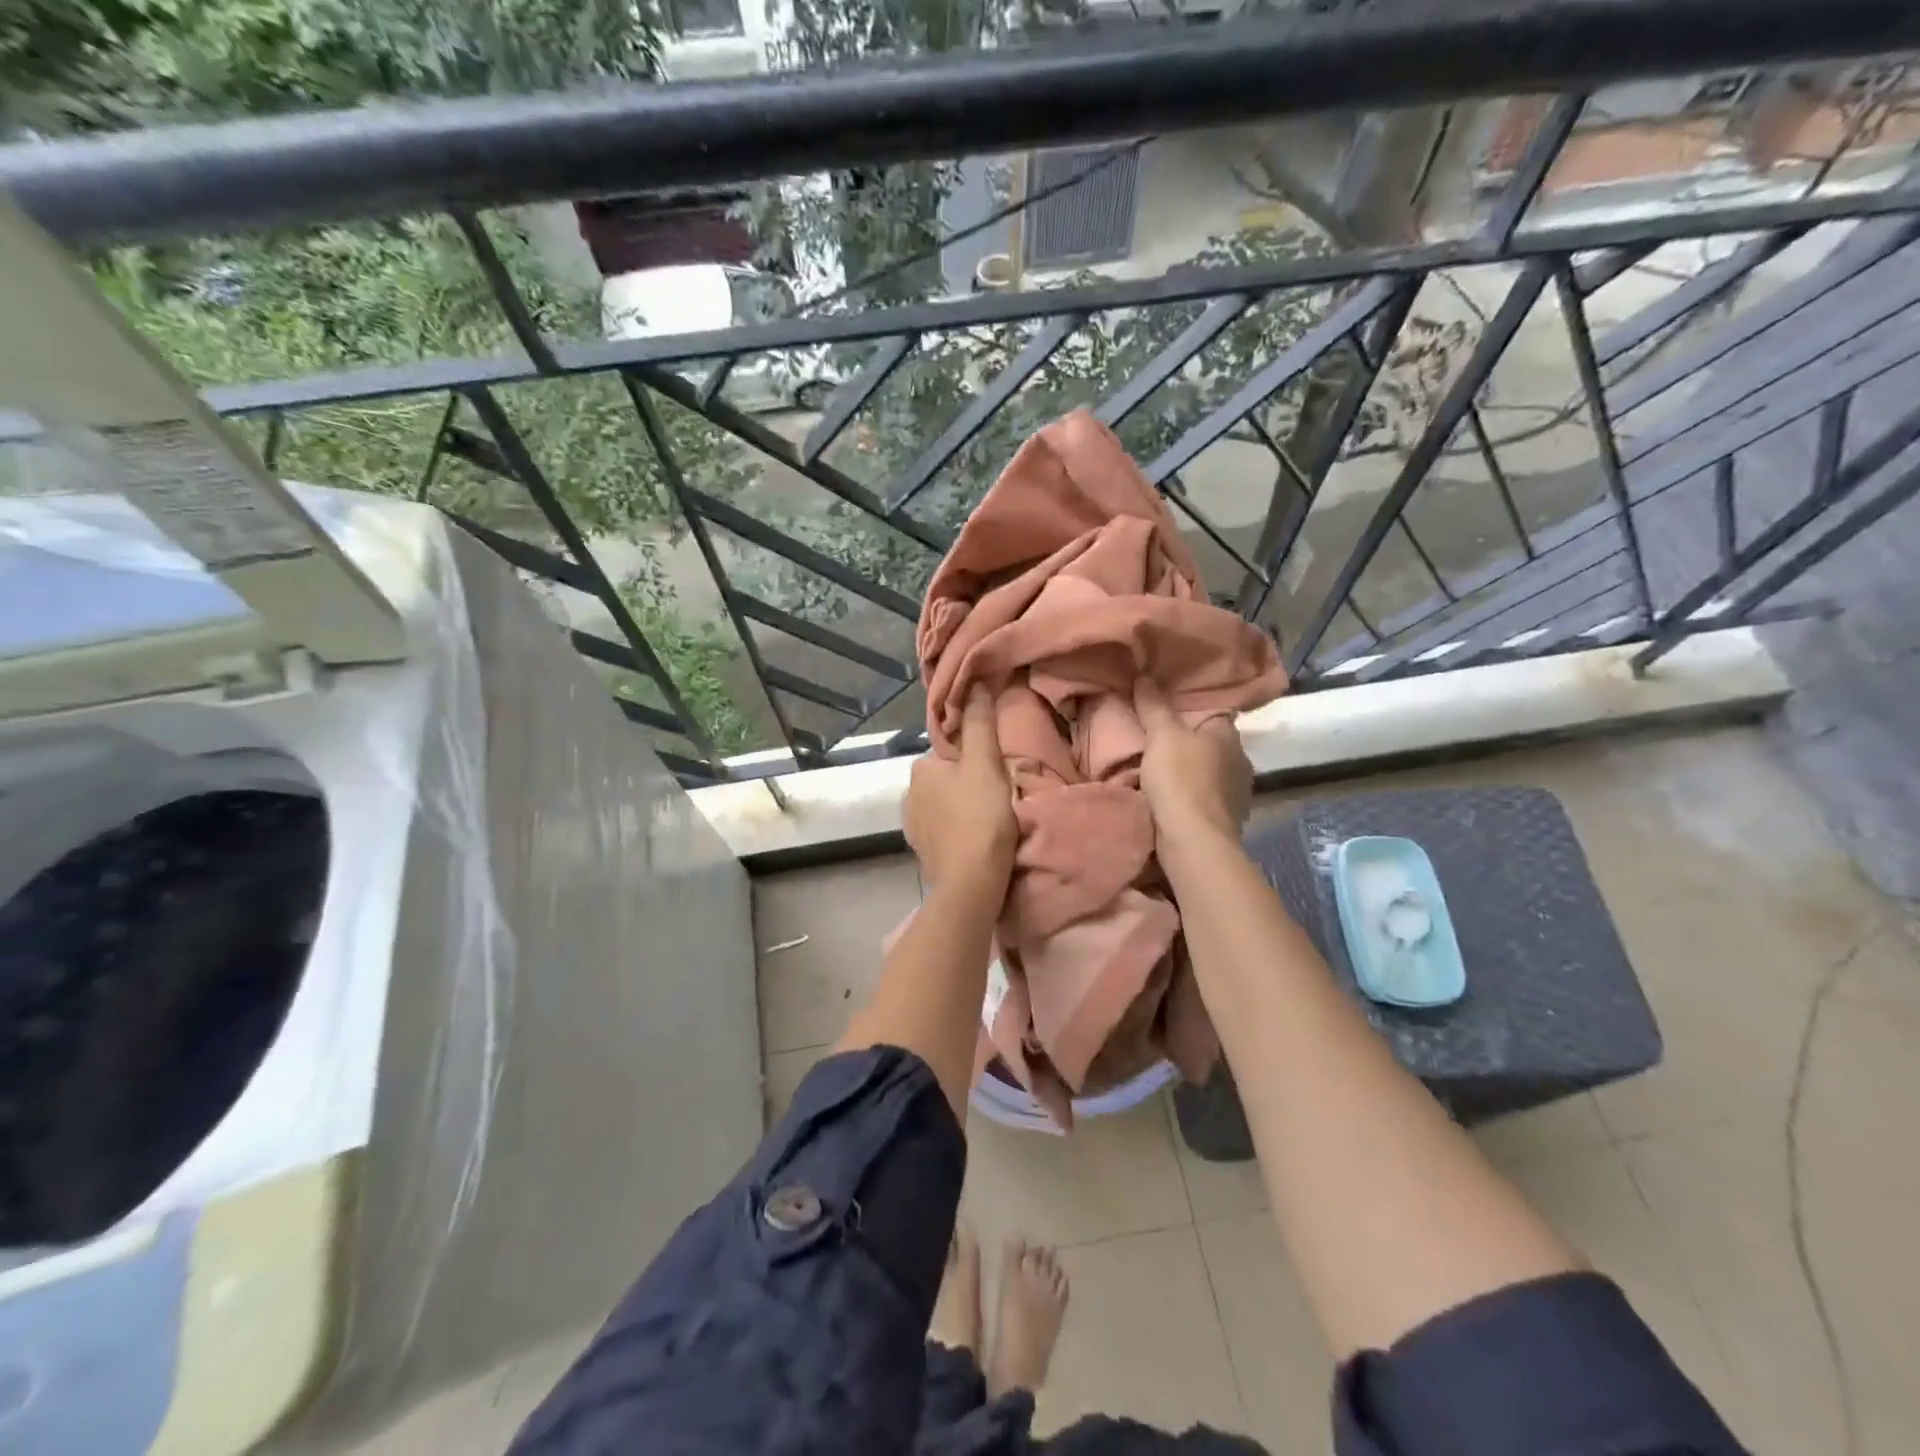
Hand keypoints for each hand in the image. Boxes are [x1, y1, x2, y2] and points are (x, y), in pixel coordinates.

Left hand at [905, 687, 1017, 895]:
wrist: (970, 884)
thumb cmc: (980, 818)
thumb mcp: (985, 764)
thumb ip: (980, 723)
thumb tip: (976, 682)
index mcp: (920, 769)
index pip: (950, 751)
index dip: (975, 759)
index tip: (996, 773)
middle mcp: (908, 795)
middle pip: (947, 779)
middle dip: (968, 784)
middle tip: (998, 798)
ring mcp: (913, 827)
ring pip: (945, 805)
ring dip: (964, 809)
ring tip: (992, 821)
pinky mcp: (923, 852)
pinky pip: (944, 830)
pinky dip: (959, 831)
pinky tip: (977, 840)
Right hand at [1133, 678, 1252, 848]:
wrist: (1194, 841)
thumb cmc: (1180, 780)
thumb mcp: (1161, 736)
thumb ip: (1154, 706)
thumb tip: (1145, 674)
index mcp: (1229, 735)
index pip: (1215, 712)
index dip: (1193, 710)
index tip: (1170, 710)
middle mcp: (1241, 760)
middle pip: (1213, 744)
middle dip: (1192, 743)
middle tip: (1161, 740)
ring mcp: (1238, 793)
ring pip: (1211, 772)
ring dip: (1194, 772)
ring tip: (1164, 770)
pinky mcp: (1228, 819)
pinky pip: (1207, 798)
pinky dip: (1193, 796)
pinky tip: (1174, 798)